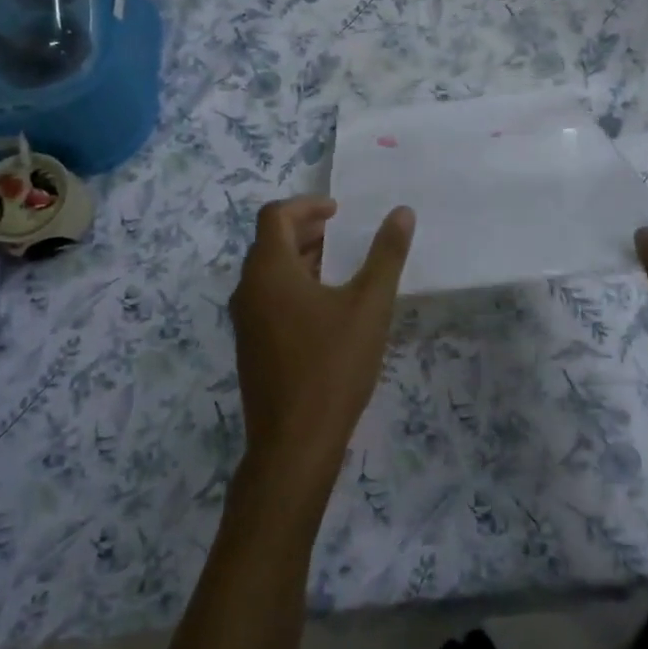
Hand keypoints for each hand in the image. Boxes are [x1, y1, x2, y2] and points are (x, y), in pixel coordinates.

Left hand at [229, 197, 414, 498]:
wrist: (294, 443)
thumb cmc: (332, 365)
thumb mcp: (369, 305)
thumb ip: (386, 255)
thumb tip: (402, 212)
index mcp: (269, 271)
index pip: (275, 215)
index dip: (306, 205)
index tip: (338, 212)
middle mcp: (248, 290)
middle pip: (269, 242)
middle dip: (305, 231)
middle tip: (341, 234)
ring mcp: (245, 322)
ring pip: (268, 274)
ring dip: (300, 260)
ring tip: (339, 268)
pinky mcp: (251, 348)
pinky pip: (267, 300)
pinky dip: (293, 287)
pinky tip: (326, 310)